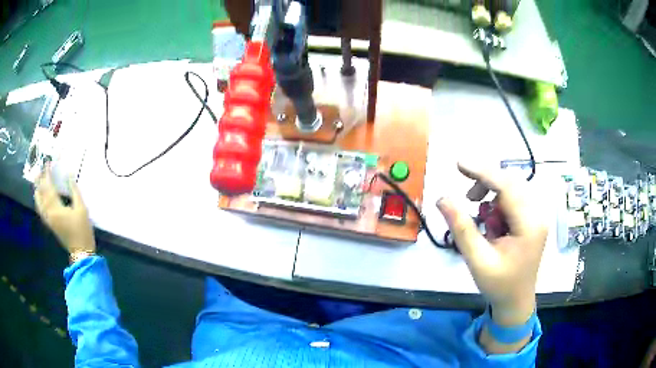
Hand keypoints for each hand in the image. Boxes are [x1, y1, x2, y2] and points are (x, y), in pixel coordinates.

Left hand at [34, 164, 94, 254]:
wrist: (81, 252)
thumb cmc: (82, 230)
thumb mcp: (82, 208)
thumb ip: (74, 190)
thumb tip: (69, 174)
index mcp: (56, 208)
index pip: (49, 187)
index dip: (47, 174)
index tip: (47, 163)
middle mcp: (49, 213)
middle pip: (42, 194)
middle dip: (40, 180)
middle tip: (40, 168)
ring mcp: (49, 220)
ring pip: (39, 203)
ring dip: (37, 190)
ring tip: (36, 181)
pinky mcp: (50, 224)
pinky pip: (41, 210)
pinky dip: (38, 201)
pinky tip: (38, 197)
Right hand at [437, 162, 547, 325]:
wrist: (516, 302)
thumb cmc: (499, 285)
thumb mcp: (477, 260)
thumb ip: (461, 228)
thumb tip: (442, 199)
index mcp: (529, 224)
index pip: (507, 187)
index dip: (483, 172)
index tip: (459, 164)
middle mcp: (537, 214)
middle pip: (511, 183)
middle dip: (487, 184)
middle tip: (468, 199)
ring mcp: (537, 216)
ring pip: (513, 189)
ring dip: (492, 195)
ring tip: (480, 217)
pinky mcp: (532, 220)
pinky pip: (514, 200)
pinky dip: (499, 205)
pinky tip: (492, 224)